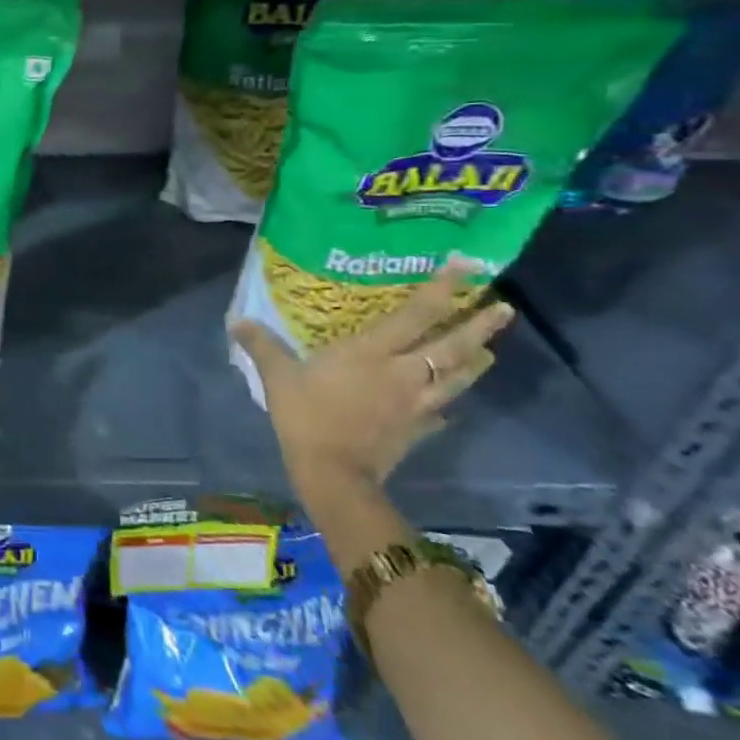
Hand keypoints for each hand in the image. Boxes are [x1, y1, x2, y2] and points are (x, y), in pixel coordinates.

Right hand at [230, 263, 514, 496]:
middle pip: (452, 346)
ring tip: (490, 349)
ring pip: (456, 378)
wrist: (333, 474)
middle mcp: (404, 373)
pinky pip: (440, 414)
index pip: (417, 314)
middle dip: (480, 324)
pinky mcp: (416, 431)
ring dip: (476, 361)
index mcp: (373, 353)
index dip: (444, 288)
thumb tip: (236, 321)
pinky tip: (448, 408)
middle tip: (503, 306)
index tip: (467, 265)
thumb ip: (261, 346)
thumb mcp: (278, 377)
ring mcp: (416, 404)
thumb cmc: (306, 417)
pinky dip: (446, 407)